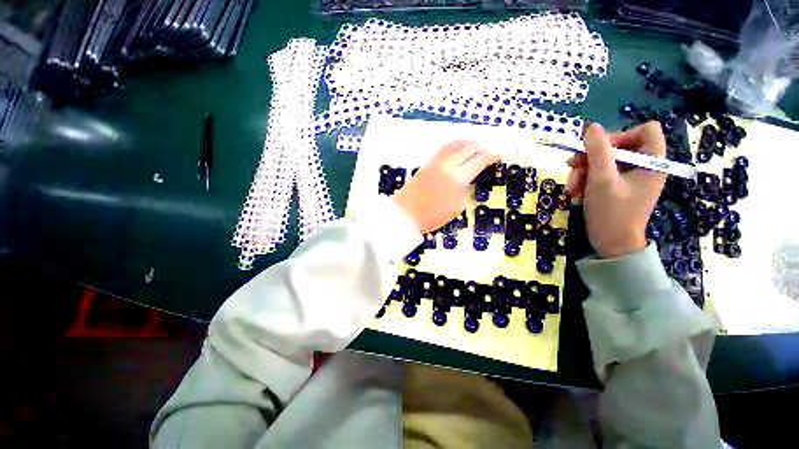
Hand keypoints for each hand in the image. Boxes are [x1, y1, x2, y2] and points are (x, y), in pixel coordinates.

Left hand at [393, 140, 500, 232]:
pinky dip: (453, 144)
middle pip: (468, 148)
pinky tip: (456, 147)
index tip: (498, 155)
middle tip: (487, 151)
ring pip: (455, 144)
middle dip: (481, 147)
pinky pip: (443, 148)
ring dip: (467, 142)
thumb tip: (466, 180)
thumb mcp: (456, 207)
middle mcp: (448, 165)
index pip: (480, 160)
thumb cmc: (432, 216)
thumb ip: (464, 190)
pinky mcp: (427, 163)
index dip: (492, 156)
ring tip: (474, 145)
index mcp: (458, 178)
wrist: (406, 214)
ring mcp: (436, 162)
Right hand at [566, 122, 666, 258]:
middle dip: (590, 157)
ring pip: (602, 160)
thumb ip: (597, 151)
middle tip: (571, 167)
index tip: (599, 149)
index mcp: (652, 161)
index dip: (621, 134)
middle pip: (617, 146)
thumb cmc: (612, 212)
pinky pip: (599, 174)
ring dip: (582, 172)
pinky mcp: (617, 186)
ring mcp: (629, 177)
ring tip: (571, 189)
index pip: (645, 130)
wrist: (611, 244)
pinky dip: (585, 181)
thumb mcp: (602, 179)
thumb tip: (590, 127)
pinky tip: (576, 194)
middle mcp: (643, 166)